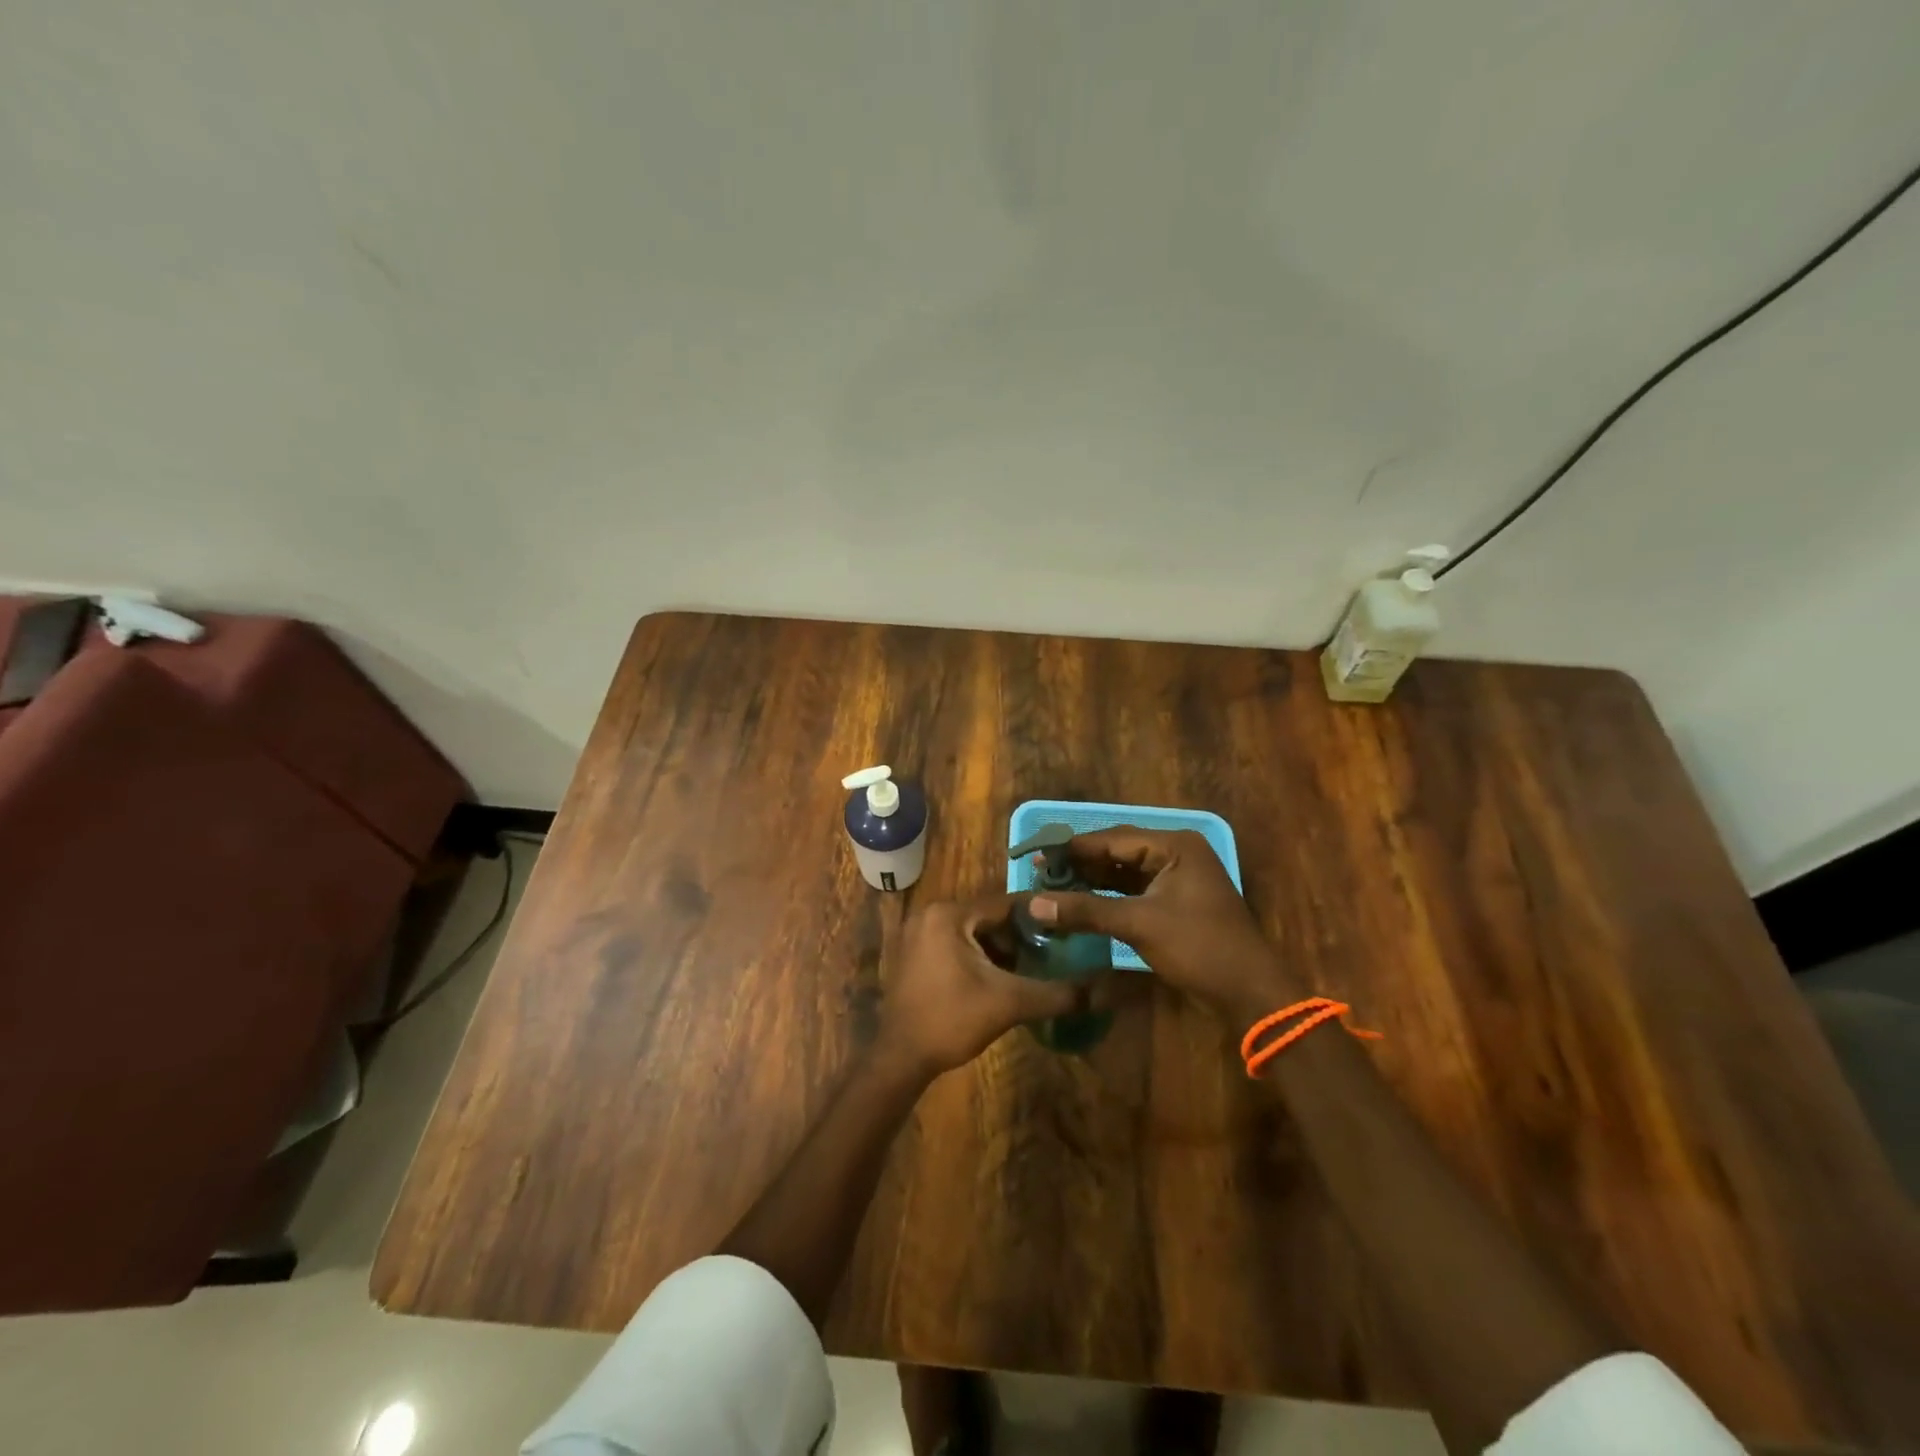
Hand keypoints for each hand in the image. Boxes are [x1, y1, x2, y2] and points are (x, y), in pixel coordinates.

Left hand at [877, 894, 1090, 1076]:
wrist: (900, 1058)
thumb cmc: (951, 1020)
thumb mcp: (1009, 1003)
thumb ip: (1055, 993)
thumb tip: (1100, 991)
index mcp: (949, 914)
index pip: (1006, 904)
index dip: (1040, 916)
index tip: (1070, 925)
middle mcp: (931, 914)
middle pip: (989, 917)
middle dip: (1021, 936)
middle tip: (1054, 953)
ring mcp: (919, 934)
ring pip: (974, 933)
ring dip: (1002, 949)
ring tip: (1034, 968)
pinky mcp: (916, 954)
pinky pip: (957, 945)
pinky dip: (981, 957)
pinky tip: (1003, 979)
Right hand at [1027, 828, 1294, 1018]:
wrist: (1250, 993)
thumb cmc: (1199, 948)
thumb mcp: (1139, 924)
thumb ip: (1086, 911)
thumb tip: (1032, 904)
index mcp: (1175, 846)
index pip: (1113, 837)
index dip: (1074, 848)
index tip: (1037, 855)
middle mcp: (1177, 854)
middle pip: (1118, 852)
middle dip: (1081, 864)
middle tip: (1040, 872)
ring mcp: (1178, 879)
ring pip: (1124, 873)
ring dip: (1092, 881)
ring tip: (1053, 887)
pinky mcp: (1176, 903)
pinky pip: (1134, 891)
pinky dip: (1108, 898)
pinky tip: (1081, 904)